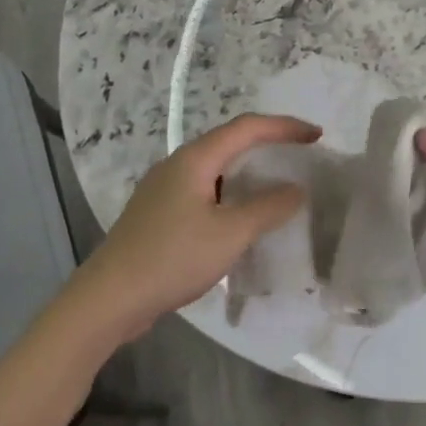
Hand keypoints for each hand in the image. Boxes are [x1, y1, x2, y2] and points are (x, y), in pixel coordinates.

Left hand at [74, 114, 320, 341]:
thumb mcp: (230, 234)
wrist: (108, 298)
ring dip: (248, 169)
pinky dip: (231, 192)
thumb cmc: (172, 259)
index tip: (316, 135)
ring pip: (215, 167)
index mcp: (195, 159)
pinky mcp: (158, 213)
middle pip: (229, 141)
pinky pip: (204, 189)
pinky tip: (240, 216)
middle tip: (301, 154)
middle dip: (268, 143)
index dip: (284, 127)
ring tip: (277, 183)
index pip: (247, 127)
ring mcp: (163, 188)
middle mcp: (177, 164)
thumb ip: (268, 208)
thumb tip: (296, 189)